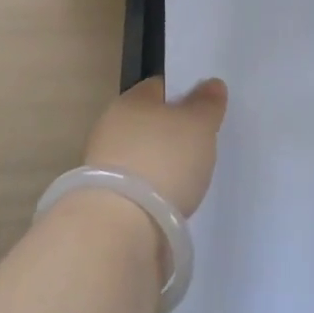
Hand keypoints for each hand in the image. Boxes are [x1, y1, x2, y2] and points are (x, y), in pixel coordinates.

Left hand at [84, 76, 228, 215]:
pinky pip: (135, 185)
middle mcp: (111, 126)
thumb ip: (207, 103)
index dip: (184, 95)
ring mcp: (102, 164)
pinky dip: (150, 191)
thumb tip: (211, 84)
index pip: (160, 88)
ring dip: (159, 164)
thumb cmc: (163, 161)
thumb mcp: (198, 125)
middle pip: (149, 122)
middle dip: (171, 132)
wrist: (119, 228)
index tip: (204, 111)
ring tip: (187, 179)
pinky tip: (168, 202)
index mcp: (131, 100)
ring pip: (140, 154)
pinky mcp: (102, 200)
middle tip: (200, 146)